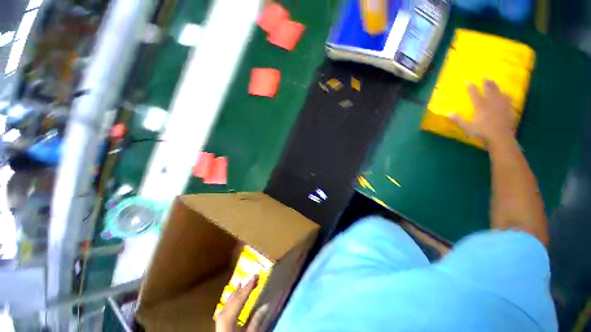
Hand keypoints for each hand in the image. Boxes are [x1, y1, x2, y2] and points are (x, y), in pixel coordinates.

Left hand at [215, 275, 268, 331]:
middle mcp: (222, 316)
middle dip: (244, 287)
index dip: (249, 286)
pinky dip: (232, 299)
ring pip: (229, 302)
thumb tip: (266, 305)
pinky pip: (226, 307)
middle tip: (253, 277)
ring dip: (238, 292)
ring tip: (243, 282)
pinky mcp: (220, 323)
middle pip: (234, 298)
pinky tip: (234, 296)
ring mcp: (220, 320)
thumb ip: (256, 321)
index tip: (255, 276)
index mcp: (228, 319)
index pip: (241, 299)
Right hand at [451, 79, 517, 148]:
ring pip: (499, 92)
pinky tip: (506, 93)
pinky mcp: (508, 109)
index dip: (471, 87)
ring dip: (496, 86)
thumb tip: (448, 113)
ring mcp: (501, 105)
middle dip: (486, 83)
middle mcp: (491, 103)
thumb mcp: (467, 128)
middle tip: (484, 76)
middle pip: (489, 90)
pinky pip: (508, 99)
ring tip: (494, 81)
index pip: (475, 94)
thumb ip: (458, 120)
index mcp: (480, 107)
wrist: (500, 138)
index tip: (468, 81)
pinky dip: (506, 95)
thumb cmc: (482, 133)